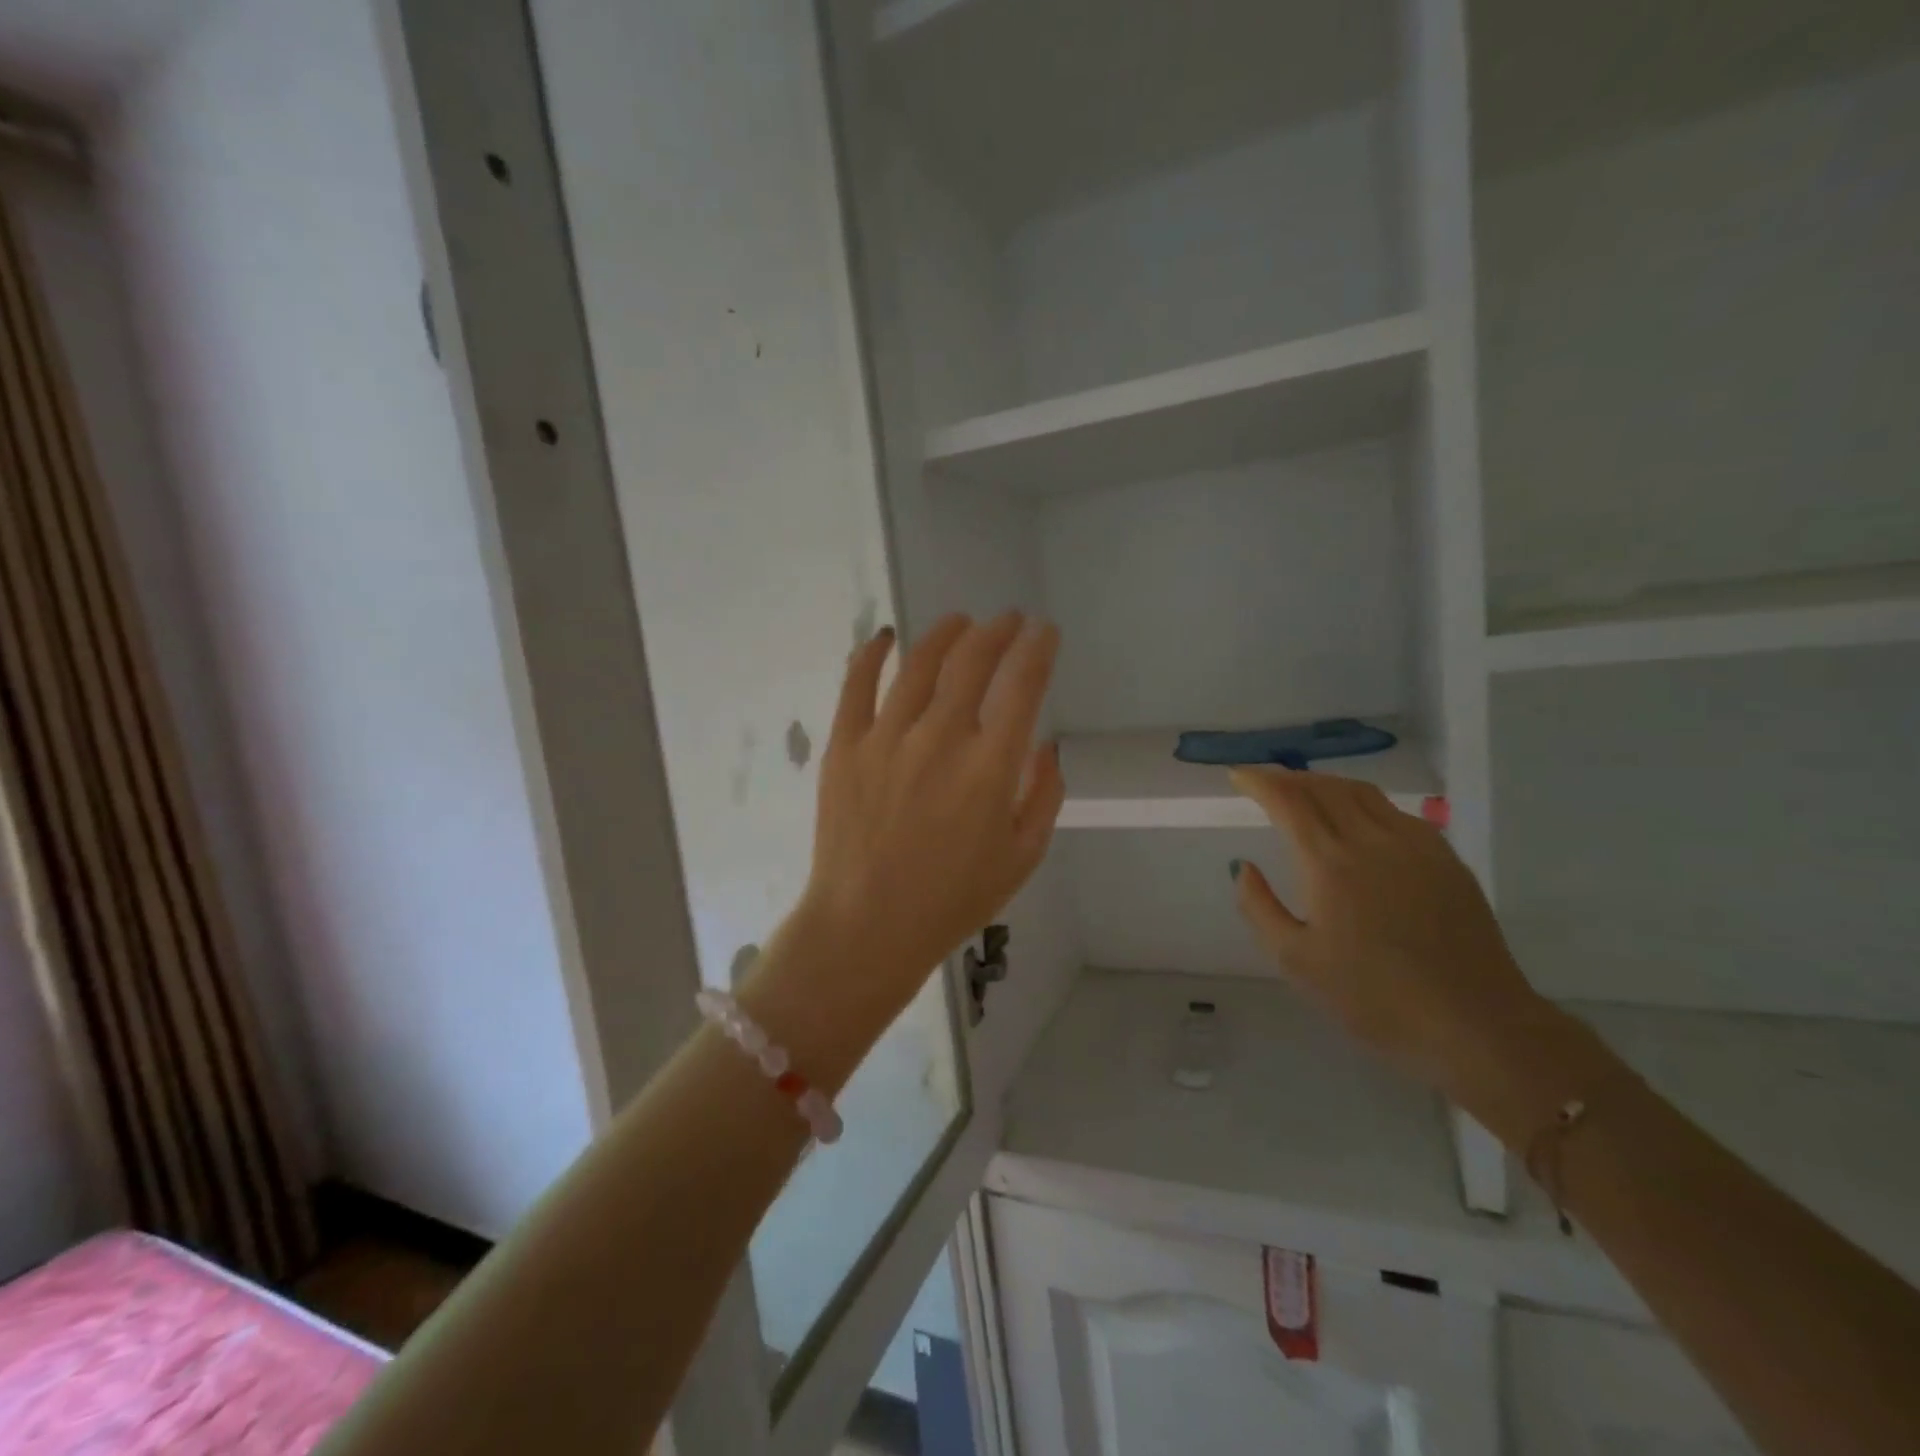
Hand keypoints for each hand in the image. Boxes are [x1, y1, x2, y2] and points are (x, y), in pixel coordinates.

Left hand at [788, 613, 1063, 1030]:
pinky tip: (885, 638)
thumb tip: (1044, 747)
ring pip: (918, 663)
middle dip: (997, 631)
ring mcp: (886, 738)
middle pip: (972, 661)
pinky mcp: (844, 747)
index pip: (1022, 685)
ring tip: (959, 622)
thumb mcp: (1022, 858)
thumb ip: (1043, 796)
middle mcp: (939, 740)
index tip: (1044, 632)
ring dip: (945, 634)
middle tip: (1007, 621)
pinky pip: (856, 685)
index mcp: (989, 768)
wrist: (867, 928)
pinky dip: (871, 654)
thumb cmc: (952, 901)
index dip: (1038, 649)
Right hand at [1229, 768, 1546, 1101]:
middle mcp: (1373, 840)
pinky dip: (1363, 803)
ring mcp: (1417, 845)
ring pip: (1363, 793)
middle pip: (1325, 787)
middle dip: (1289, 778)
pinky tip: (1359, 822)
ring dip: (1326, 784)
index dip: (1260, 781)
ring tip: (1306, 793)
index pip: (1288, 800)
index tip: (1238, 776)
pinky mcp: (1447, 860)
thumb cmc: (1374, 997)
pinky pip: (1395, 812)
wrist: (1475, 1024)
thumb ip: (1259, 907)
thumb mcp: (1295, 961)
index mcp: (1330, 862)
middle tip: (1266, 784)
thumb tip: (1243, 866)